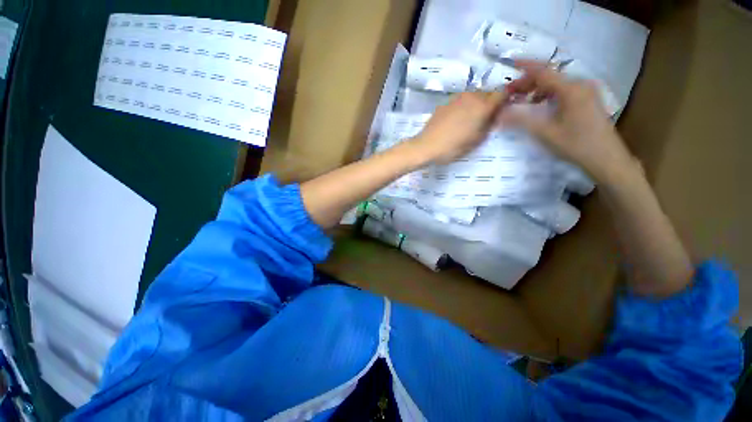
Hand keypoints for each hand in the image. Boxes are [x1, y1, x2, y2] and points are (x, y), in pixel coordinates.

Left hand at [409, 91, 507, 164]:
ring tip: (470, 119)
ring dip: (476, 103)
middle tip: (487, 117)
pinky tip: (456, 120)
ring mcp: (456, 98)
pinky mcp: (445, 103)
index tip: (503, 110)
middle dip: (490, 102)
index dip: (506, 100)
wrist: (426, 146)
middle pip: (487, 93)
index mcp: (483, 105)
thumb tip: (494, 117)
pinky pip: (460, 101)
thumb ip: (489, 126)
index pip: (502, 93)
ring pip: (473, 95)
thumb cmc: (453, 146)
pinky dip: (463, 106)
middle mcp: (471, 96)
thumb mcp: (476, 140)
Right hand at [498, 61, 637, 183]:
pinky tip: (540, 107)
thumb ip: (521, 120)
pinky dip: (548, 96)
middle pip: (550, 77)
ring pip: (556, 85)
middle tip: (510, 94)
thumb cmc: (575, 144)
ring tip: (522, 102)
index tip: (511, 64)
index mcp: (571, 89)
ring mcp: (586, 92)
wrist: (606, 158)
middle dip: (528, 83)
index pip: (544, 71)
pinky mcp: (588, 101)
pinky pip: (564, 92)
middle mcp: (580, 85)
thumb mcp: (544, 132)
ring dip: (537, 91)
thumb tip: (500, 114)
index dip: (526, 66)